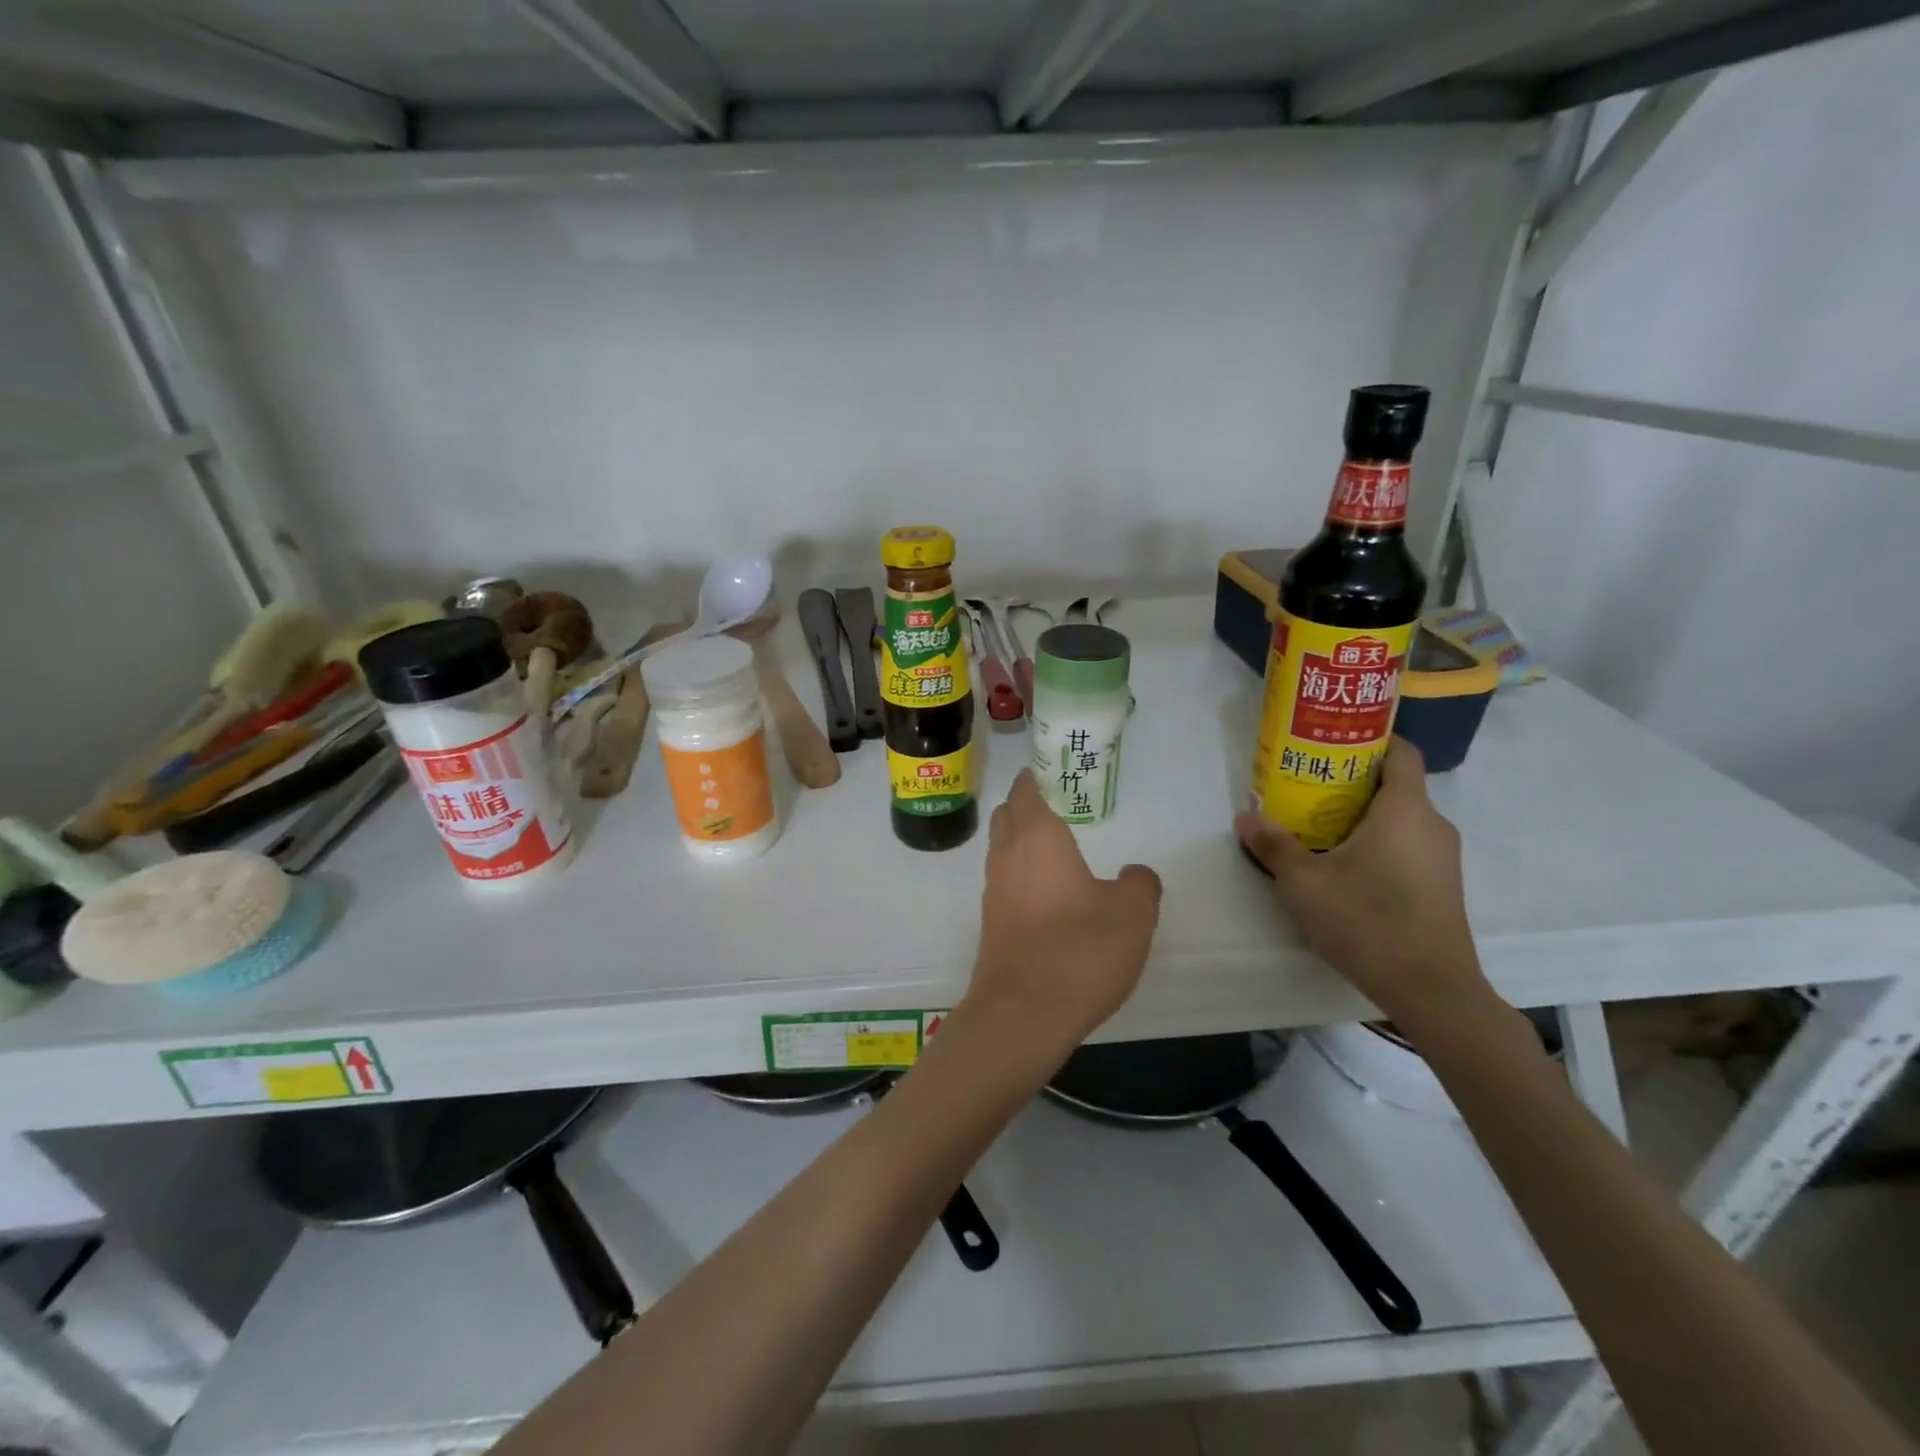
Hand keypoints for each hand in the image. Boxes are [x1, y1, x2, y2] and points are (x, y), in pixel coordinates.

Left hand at [969, 770, 1162, 1047]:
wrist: (1022, 1014)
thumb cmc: (1079, 950)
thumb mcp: (1132, 914)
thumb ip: (1139, 884)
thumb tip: (1135, 874)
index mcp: (1037, 837)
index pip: (1026, 791)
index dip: (1036, 778)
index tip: (1052, 774)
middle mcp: (1007, 856)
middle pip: (1006, 815)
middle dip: (1026, 806)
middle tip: (1058, 807)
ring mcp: (993, 891)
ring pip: (1002, 850)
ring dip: (1021, 842)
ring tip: (1058, 851)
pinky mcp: (991, 924)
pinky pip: (1005, 883)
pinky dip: (1022, 876)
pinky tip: (1050, 896)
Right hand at [1235, 738, 1489, 1032]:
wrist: (1431, 990)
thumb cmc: (1368, 922)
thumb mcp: (1304, 883)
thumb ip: (1274, 845)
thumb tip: (1245, 816)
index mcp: (1405, 810)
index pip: (1400, 751)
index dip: (1369, 738)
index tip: (1331, 741)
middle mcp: (1432, 824)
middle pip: (1394, 783)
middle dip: (1351, 779)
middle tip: (1306, 783)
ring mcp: (1441, 856)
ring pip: (1400, 816)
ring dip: (1361, 812)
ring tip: (1316, 821)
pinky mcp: (1441, 883)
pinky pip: (1407, 842)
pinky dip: (1377, 838)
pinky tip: (1343, 861)